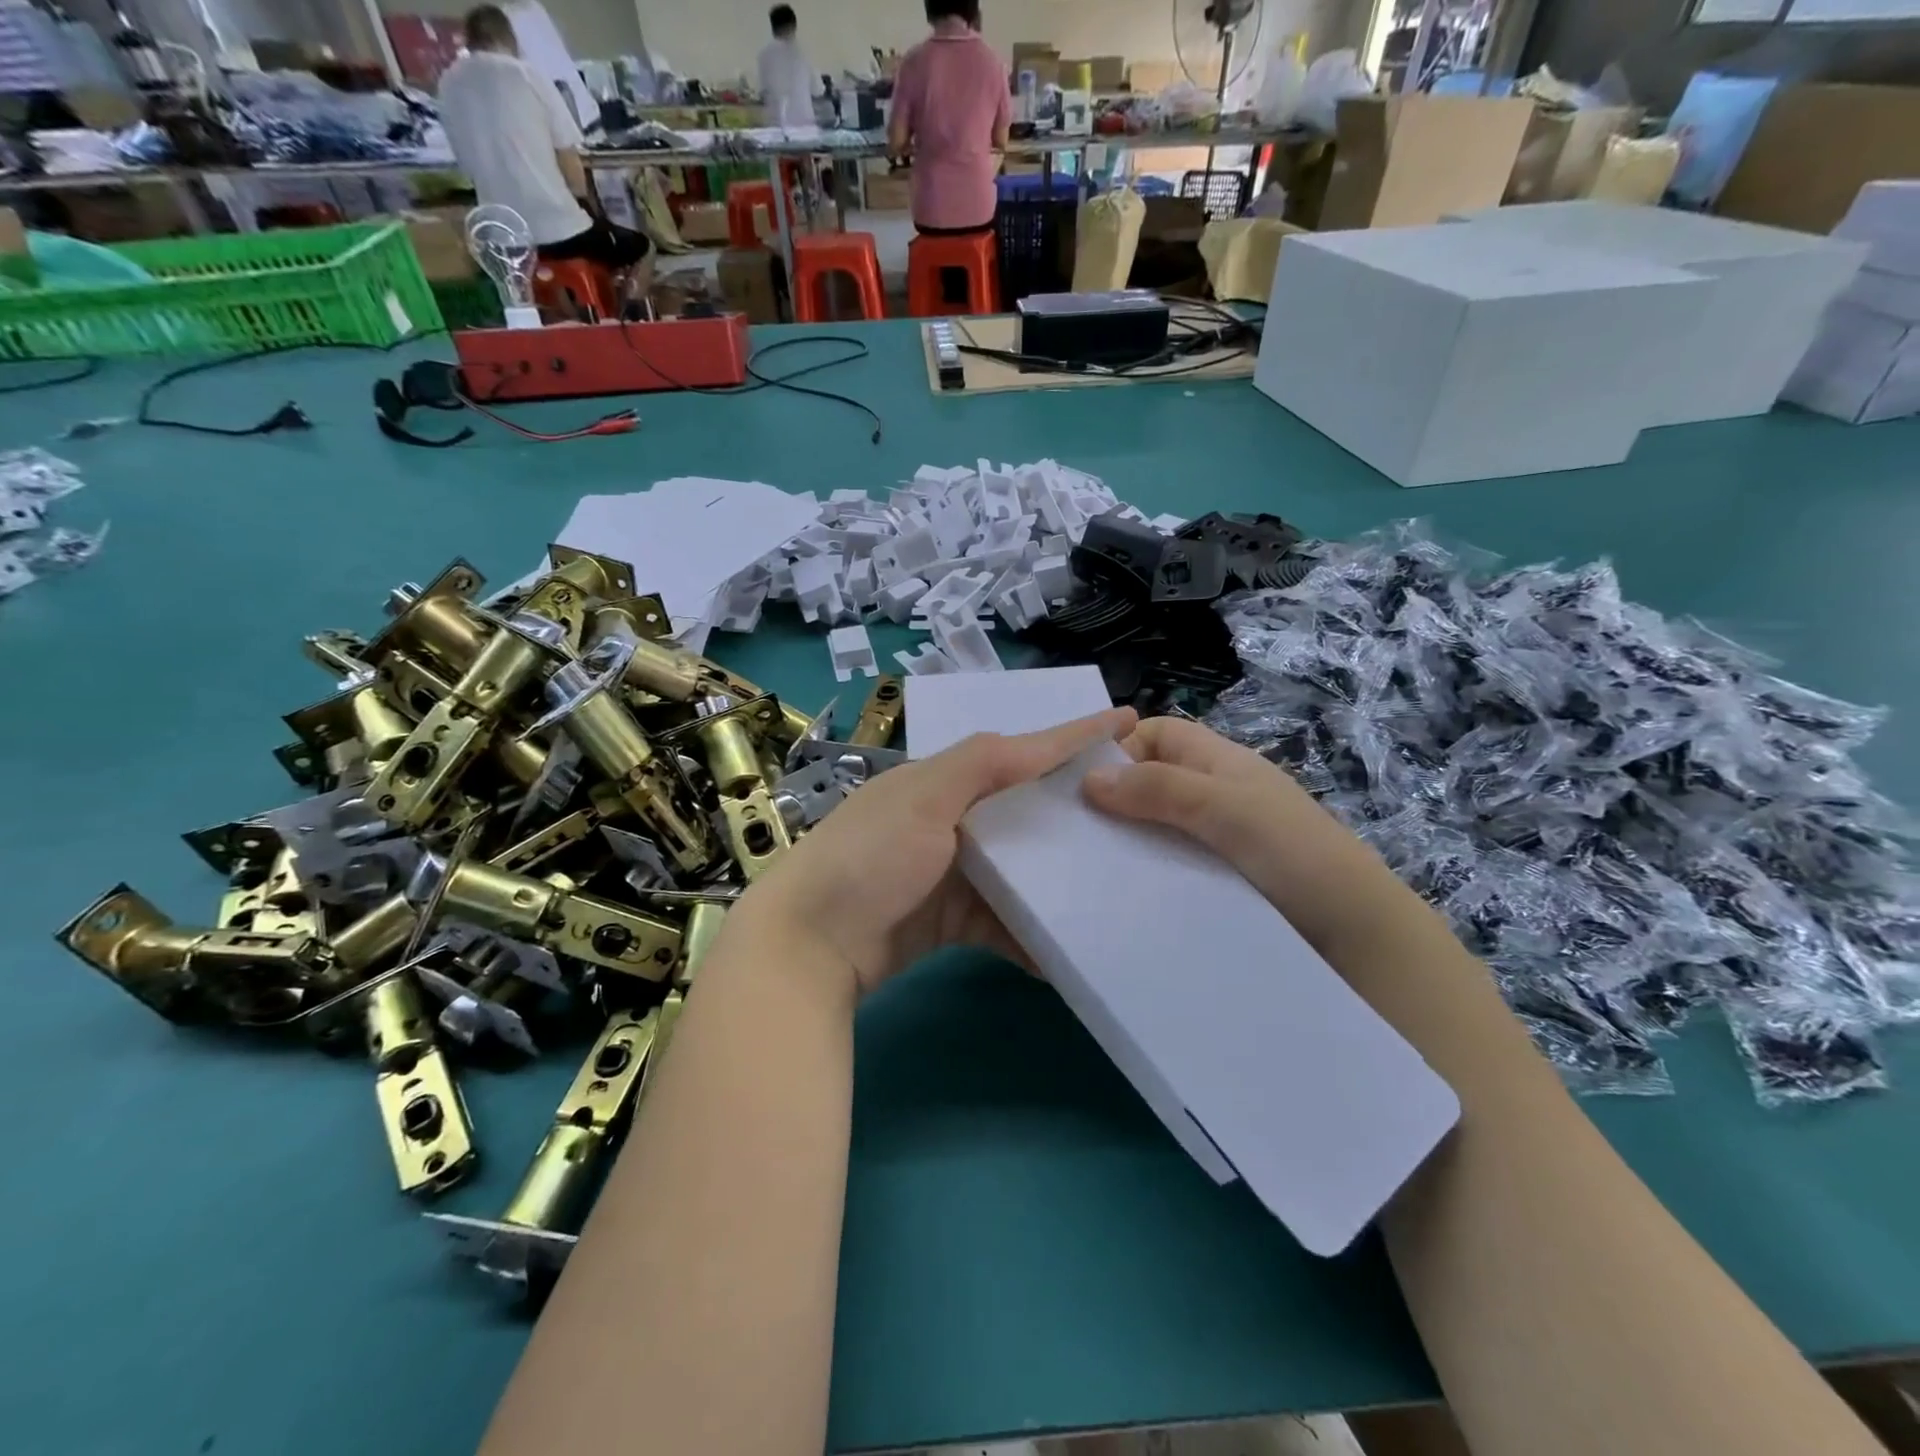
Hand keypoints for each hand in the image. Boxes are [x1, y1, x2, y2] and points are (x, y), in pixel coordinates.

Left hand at [733, 708, 1136, 996]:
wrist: (809, 945)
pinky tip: (1068, 949)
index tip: (1128, 722)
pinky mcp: (952, 921)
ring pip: (1021, 870)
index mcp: (943, 781)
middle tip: (1138, 814)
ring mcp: (952, 874)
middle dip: (1076, 813)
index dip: (1072, 736)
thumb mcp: (923, 798)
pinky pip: (1004, 922)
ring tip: (1120, 882)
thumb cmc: (868, 858)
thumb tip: (1041, 742)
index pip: (1019, 751)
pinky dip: (1031, 934)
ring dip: (1060, 880)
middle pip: (1026, 812)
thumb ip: (981, 764)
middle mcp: (951, 821)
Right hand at [1081, 716, 1411, 959]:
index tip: (1083, 782)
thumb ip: (1161, 788)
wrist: (1357, 938)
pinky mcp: (1215, 884)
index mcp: (1220, 763)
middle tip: (1071, 831)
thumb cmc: (1296, 854)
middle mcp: (1214, 796)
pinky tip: (1120, 896)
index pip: (1158, 734)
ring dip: (1125, 841)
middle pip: (1150, 781)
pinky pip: (1167, 866)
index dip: (1121, 746)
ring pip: (1155, 827)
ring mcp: (1215, 842)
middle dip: (1112, 798)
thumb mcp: (1227, 808)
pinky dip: (1143, 874)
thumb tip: (1088, 778)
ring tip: (1085, 868)